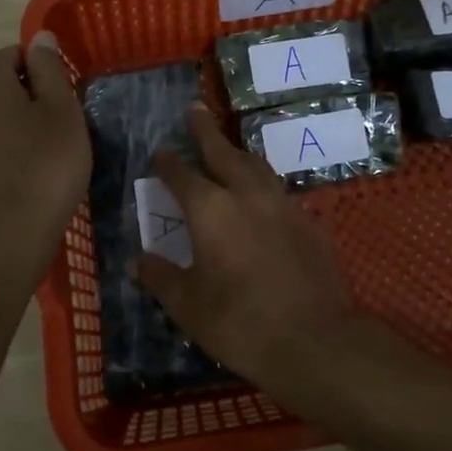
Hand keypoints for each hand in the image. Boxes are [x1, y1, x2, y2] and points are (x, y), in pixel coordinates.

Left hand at [0, 33, 90, 269]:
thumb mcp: (62, 109)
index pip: (14, 53)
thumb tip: (39, 37)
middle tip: (66, 120)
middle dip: (33, 92)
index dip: (43, 66)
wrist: (10, 233)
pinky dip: (12, 143)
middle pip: (2, 81)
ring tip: (53, 146)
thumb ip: (50, 68)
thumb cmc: (46, 164)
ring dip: (23, 119)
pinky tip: (33, 167)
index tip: (67, 92)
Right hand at [135, 106, 354, 387]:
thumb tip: (138, 261)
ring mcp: (282, 206)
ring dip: (238, 154)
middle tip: (196, 110)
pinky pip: (279, 192)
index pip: (182, 175)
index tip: (158, 153)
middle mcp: (247, 195)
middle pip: (224, 153)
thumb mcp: (188, 305)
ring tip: (229, 149)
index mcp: (211, 210)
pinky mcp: (307, 223)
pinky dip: (263, 185)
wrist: (314, 340)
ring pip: (257, 166)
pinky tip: (261, 199)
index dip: (167, 163)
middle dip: (206, 131)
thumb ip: (161, 277)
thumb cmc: (239, 323)